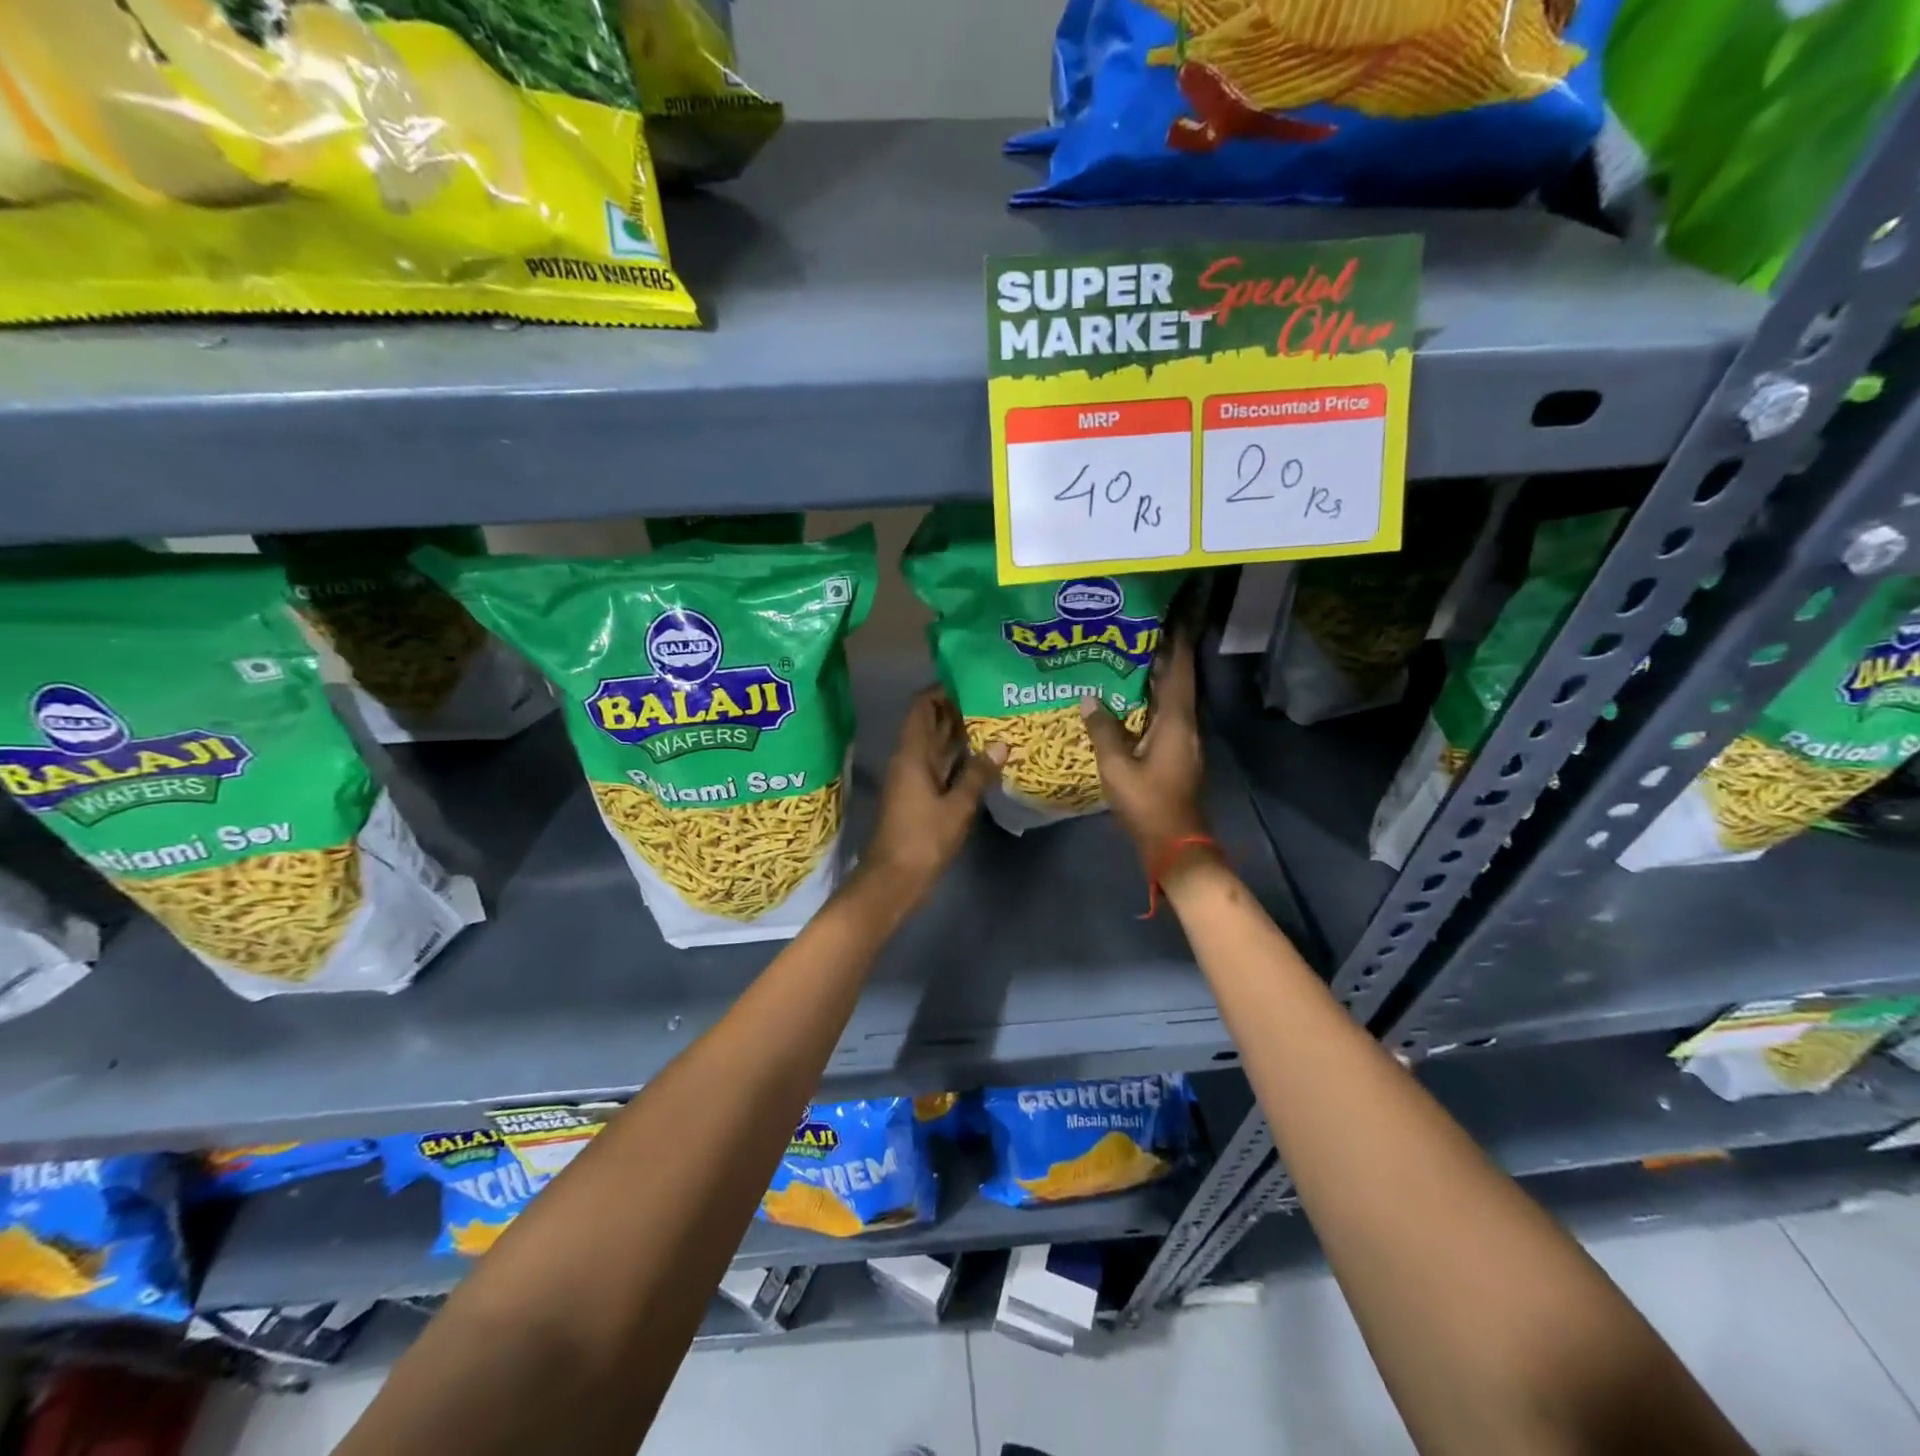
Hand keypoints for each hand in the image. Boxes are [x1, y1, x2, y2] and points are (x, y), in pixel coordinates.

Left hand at [861, 686, 1005, 900]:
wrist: (895, 878)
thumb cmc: (923, 838)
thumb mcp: (957, 806)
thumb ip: (978, 774)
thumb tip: (1001, 744)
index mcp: (912, 753)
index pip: (923, 706)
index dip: (943, 690)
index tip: (972, 679)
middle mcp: (910, 759)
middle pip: (931, 723)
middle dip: (958, 709)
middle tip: (993, 697)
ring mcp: (915, 778)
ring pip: (938, 745)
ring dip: (961, 733)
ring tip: (996, 719)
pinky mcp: (922, 795)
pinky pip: (942, 766)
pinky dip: (960, 758)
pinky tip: (985, 756)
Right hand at [1079, 631, 1207, 867]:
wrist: (1175, 844)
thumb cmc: (1147, 804)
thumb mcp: (1116, 767)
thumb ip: (1102, 730)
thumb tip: (1089, 697)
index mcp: (1176, 722)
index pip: (1179, 670)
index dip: (1177, 640)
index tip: (1172, 612)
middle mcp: (1185, 725)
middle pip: (1178, 680)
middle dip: (1164, 652)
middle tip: (1140, 627)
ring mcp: (1183, 740)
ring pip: (1172, 698)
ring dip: (1157, 675)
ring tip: (1132, 654)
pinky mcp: (1176, 753)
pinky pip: (1165, 715)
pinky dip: (1151, 699)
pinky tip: (1130, 698)